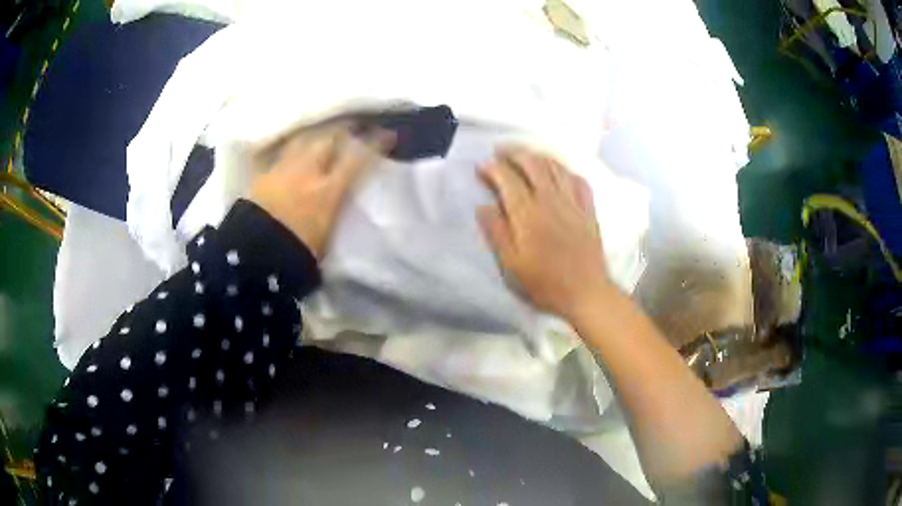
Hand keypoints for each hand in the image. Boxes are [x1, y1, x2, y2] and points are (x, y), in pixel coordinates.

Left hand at [249, 125, 393, 258]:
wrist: (255, 258)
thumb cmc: (296, 254)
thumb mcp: (327, 237)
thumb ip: (337, 211)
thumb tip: (342, 196)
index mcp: (327, 191)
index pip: (357, 159)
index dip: (374, 143)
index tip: (387, 135)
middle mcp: (306, 172)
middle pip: (329, 138)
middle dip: (345, 129)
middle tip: (354, 127)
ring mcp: (281, 169)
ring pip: (303, 138)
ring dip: (317, 133)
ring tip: (324, 132)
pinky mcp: (261, 174)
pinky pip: (277, 151)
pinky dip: (288, 147)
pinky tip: (290, 146)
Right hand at [477, 146, 611, 319]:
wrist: (586, 292)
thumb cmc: (545, 283)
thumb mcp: (512, 264)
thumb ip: (497, 233)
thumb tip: (482, 206)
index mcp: (528, 214)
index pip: (508, 179)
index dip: (493, 168)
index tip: (482, 167)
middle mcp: (551, 200)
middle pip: (532, 164)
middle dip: (514, 152)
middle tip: (501, 151)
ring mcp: (572, 202)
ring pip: (555, 166)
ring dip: (537, 155)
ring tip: (525, 154)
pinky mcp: (588, 209)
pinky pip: (577, 179)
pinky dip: (564, 169)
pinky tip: (559, 170)